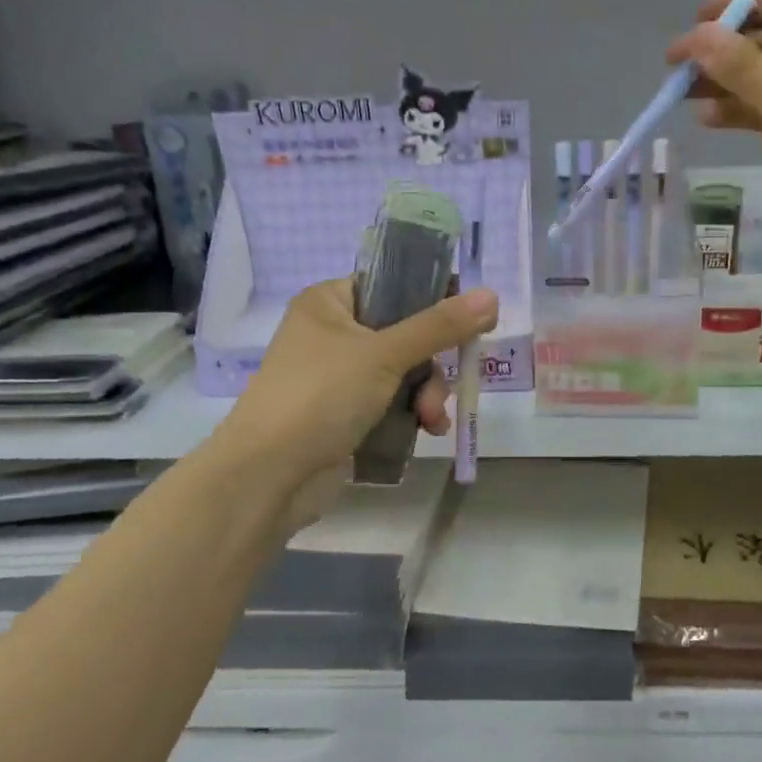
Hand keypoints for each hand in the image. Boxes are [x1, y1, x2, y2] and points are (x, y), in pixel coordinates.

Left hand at [216, 278, 498, 525]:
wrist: (269, 476)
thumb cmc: (321, 396)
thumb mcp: (385, 354)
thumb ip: (440, 326)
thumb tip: (492, 296)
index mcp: (330, 303)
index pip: (392, 284)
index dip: (433, 297)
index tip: (468, 317)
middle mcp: (333, 333)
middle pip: (405, 332)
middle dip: (432, 363)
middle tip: (447, 380)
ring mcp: (339, 376)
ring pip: (405, 371)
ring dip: (427, 393)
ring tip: (431, 418)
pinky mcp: (346, 414)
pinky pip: (393, 402)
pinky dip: (412, 413)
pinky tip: (428, 430)